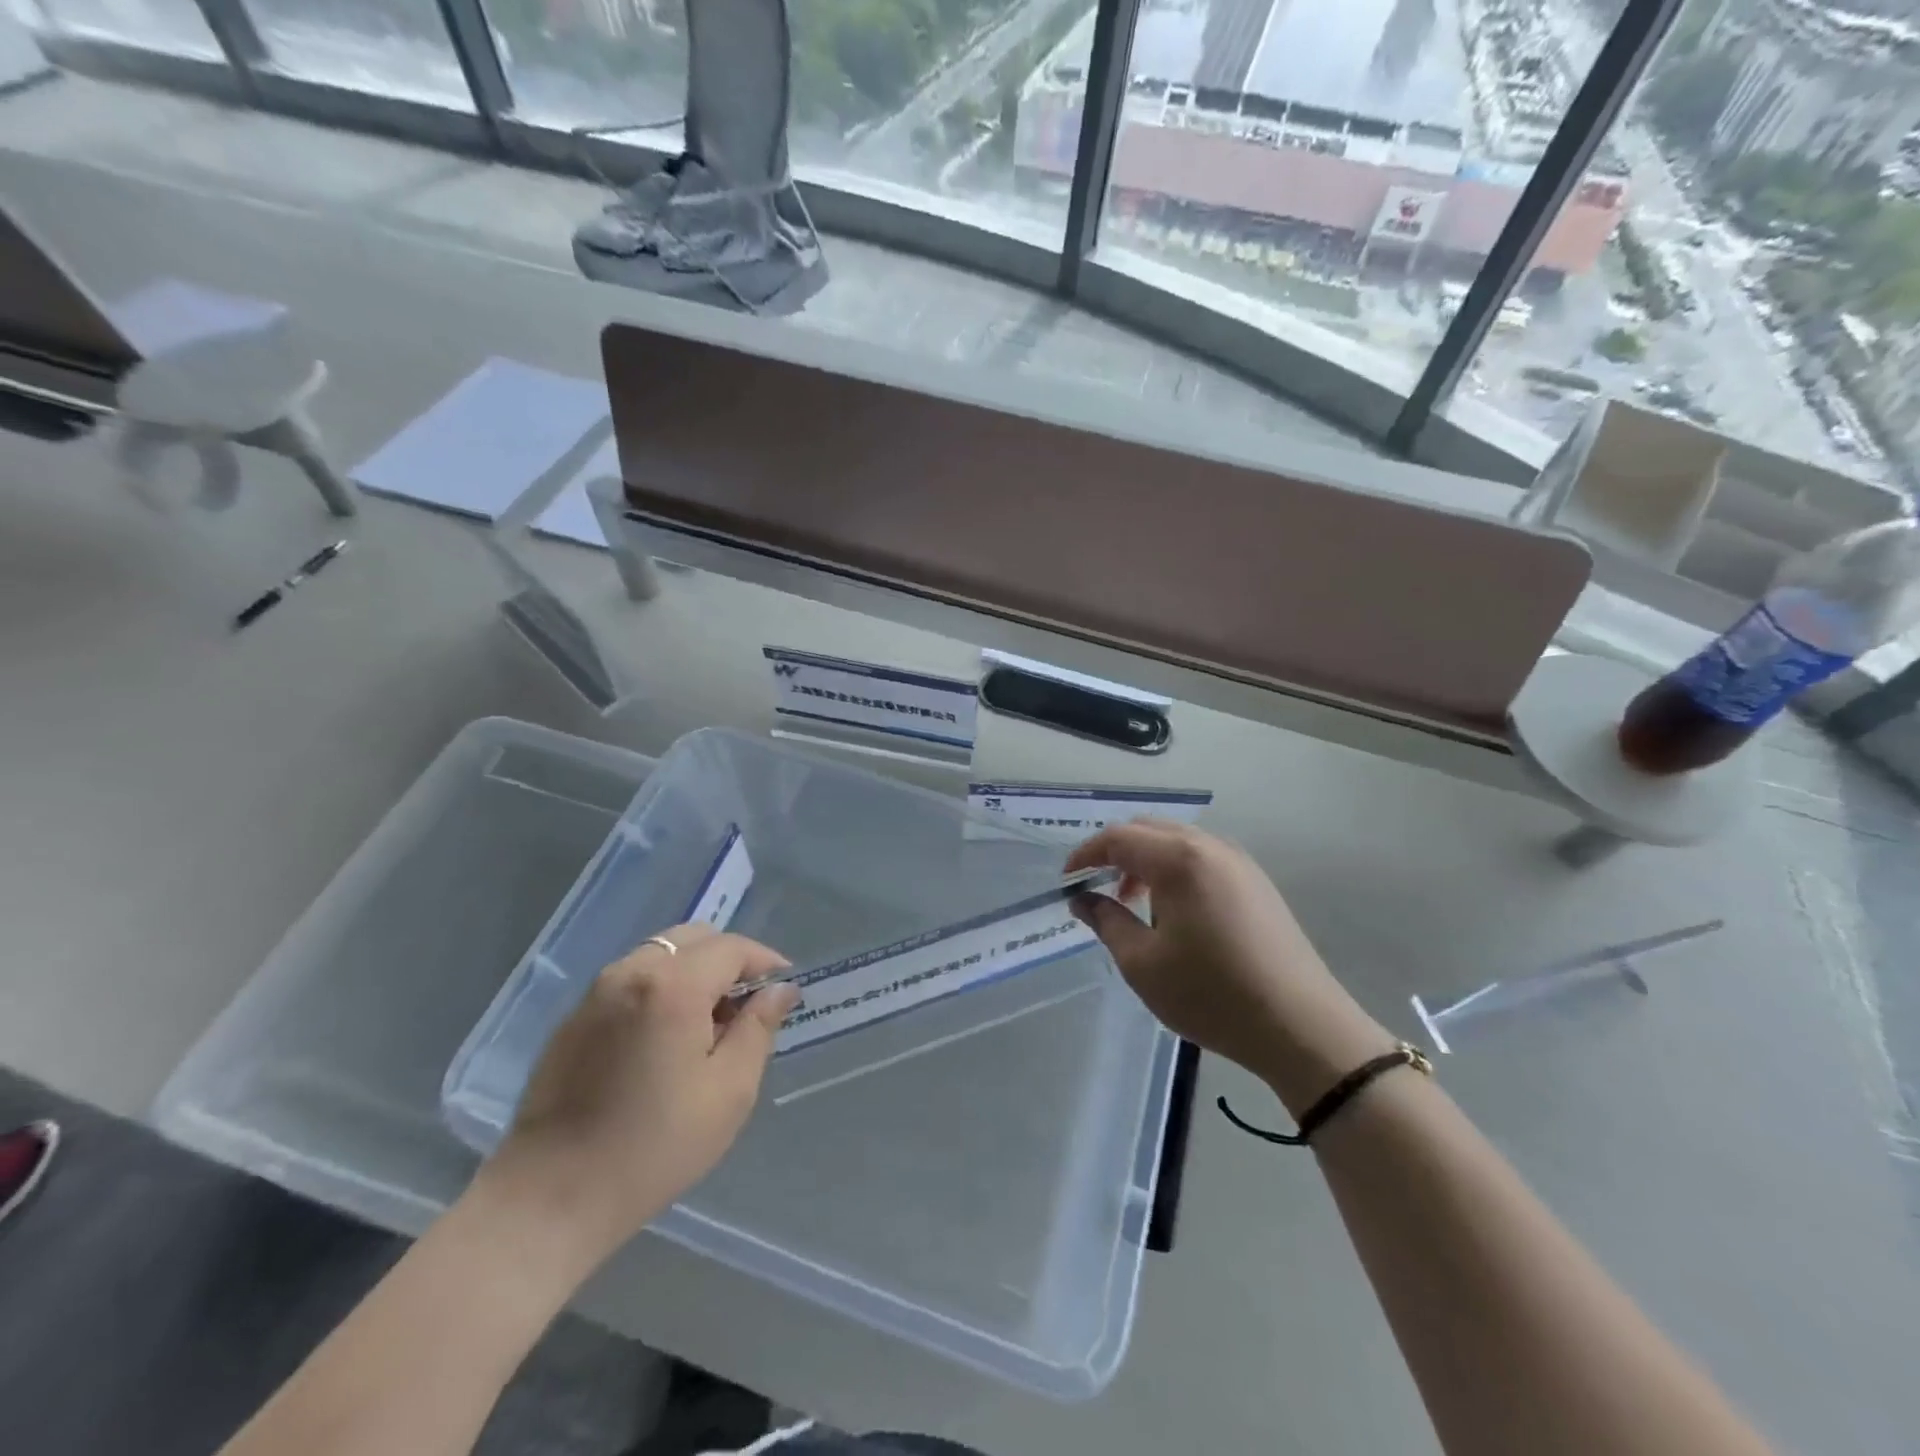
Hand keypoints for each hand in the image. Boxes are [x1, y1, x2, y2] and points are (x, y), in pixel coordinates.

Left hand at [480, 925, 799, 1267]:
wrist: (550, 1199)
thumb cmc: (655, 1146)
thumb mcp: (729, 1091)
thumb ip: (759, 1028)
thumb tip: (780, 991)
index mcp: (673, 986)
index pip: (732, 948)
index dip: (765, 962)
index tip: (785, 987)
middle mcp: (631, 972)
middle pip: (693, 939)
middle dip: (728, 960)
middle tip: (746, 1005)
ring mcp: (596, 993)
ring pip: (660, 954)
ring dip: (694, 971)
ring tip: (707, 1023)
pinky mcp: (574, 1018)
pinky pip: (631, 979)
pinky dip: (661, 987)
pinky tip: (665, 1037)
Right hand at [1066, 821, 1393, 1115]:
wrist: (1301, 1026)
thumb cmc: (1211, 994)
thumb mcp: (1143, 964)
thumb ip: (1106, 921)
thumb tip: (1082, 899)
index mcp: (1179, 859)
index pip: (1118, 837)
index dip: (1085, 855)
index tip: (1067, 882)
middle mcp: (1210, 846)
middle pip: (1148, 830)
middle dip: (1115, 853)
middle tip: (1097, 890)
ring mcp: (1239, 861)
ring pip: (1177, 841)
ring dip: (1146, 861)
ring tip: (1134, 904)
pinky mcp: (1256, 881)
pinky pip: (1202, 857)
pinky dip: (1175, 870)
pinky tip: (1174, 911)